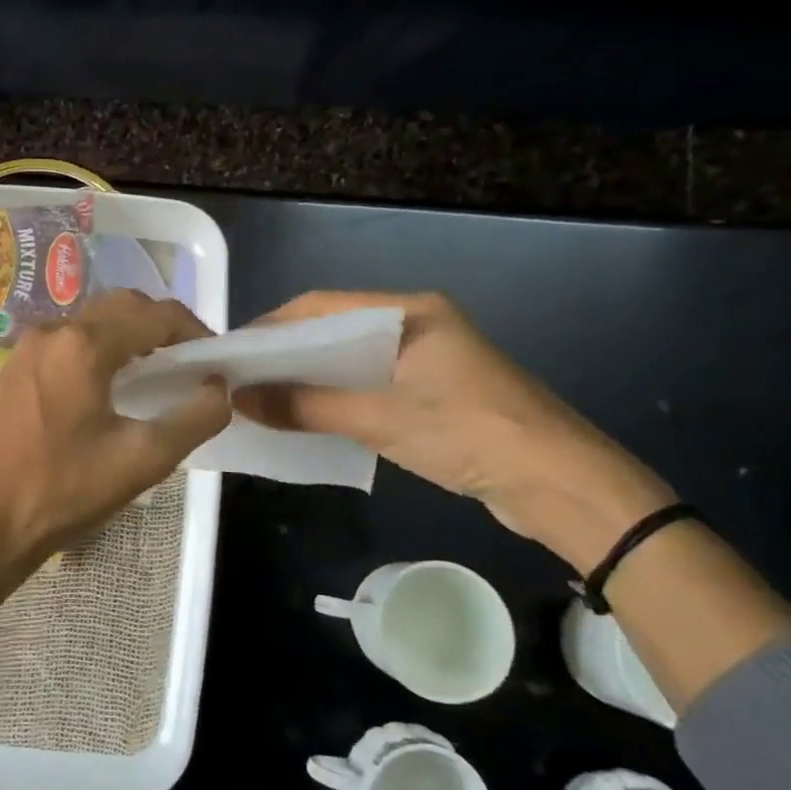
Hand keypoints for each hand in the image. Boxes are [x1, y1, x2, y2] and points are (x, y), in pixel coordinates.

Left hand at [0, 288, 231, 581]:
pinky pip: (67, 341)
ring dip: (129, 334)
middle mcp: (52, 332)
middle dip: (161, 325)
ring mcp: (26, 349)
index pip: (155, 315)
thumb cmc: (63, 491)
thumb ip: (194, 419)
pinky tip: (109, 387)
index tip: (215, 360)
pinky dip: (99, 348)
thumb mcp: (143, 460)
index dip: (194, 331)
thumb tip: (220, 388)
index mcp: (83, 345)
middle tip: (187, 361)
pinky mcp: (13, 370)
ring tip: (155, 373)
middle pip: (121, 307)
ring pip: (91, 322)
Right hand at [234, 291, 674, 573]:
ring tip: (261, 399)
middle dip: (286, 354)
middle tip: (238, 378)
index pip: (322, 305)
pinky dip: (336, 399)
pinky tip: (306, 418)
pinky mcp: (432, 393)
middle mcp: (415, 326)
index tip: (231, 352)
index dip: (272, 326)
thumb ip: (308, 406)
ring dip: (309, 379)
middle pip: (335, 331)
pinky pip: (370, 386)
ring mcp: (426, 360)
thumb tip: (240, 399)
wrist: (560, 484)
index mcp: (409, 312)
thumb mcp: (381, 418)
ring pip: (350, 362)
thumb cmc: (469, 434)